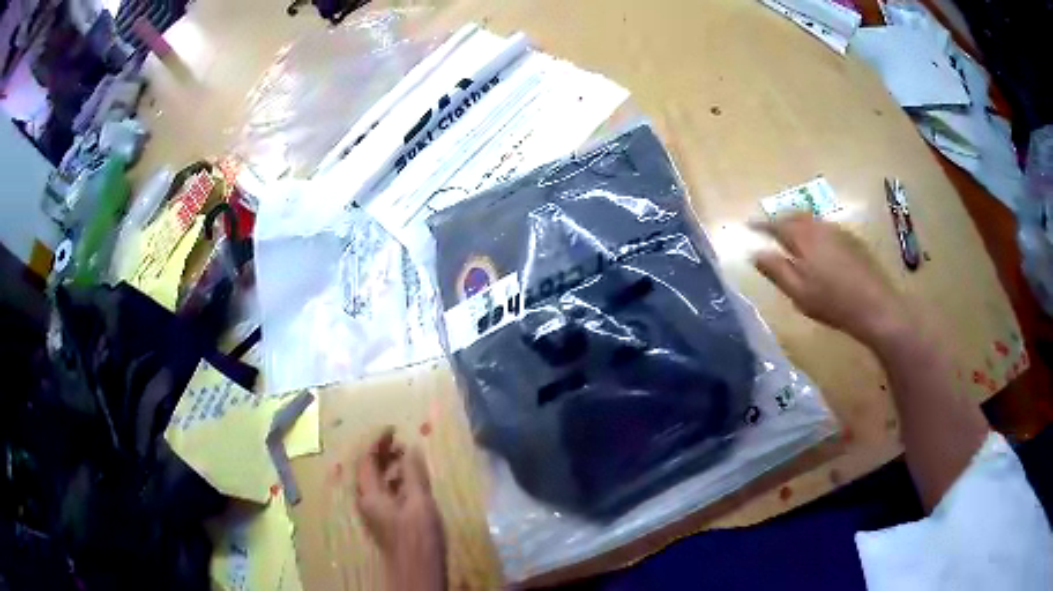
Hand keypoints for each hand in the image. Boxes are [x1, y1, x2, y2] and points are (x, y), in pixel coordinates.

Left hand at [355, 428, 445, 590]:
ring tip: (406, 456)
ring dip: (387, 465)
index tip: (393, 428)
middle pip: (366, 469)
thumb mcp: (419, 502)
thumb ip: (413, 474)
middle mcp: (366, 501)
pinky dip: (393, 480)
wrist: (416, 572)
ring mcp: (374, 512)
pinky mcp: (384, 521)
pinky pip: (383, 492)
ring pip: (375, 481)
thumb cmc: (418, 538)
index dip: (377, 441)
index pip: (366, 459)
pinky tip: (409, 481)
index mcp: (369, 494)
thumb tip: (411, 448)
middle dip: (380, 451)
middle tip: (399, 440)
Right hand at [752, 214, 905, 344]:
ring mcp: (838, 231)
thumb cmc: (832, 303)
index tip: (748, 227)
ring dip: (797, 224)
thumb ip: (775, 270)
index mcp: (804, 237)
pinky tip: (817, 248)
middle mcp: (820, 227)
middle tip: (769, 230)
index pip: (776, 224)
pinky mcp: (852, 240)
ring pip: (812, 221)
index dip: (761, 225)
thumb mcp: (798, 292)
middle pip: (795, 216)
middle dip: (780, 220)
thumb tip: (754, 253)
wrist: (875, 306)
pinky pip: (826, 228)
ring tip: (791, 237)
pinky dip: (814, 231)